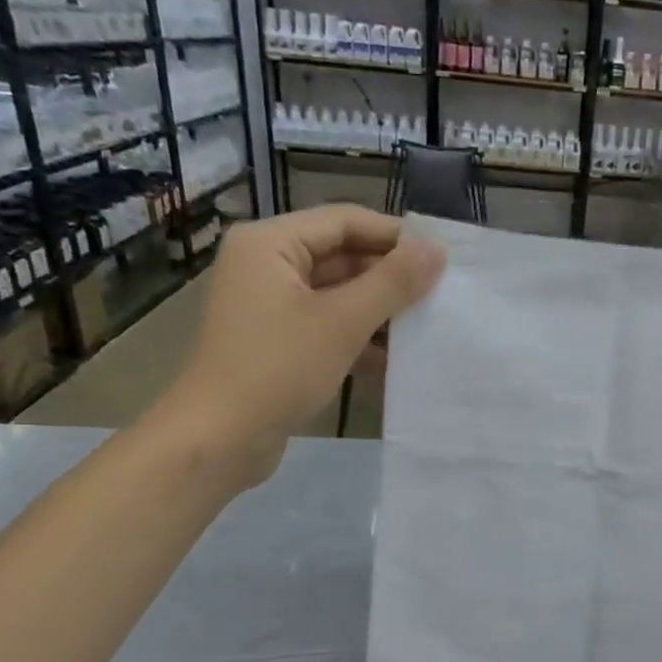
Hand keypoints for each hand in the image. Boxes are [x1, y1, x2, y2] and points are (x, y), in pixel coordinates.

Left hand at [150, 205, 443, 485]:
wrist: (217, 440)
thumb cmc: (277, 369)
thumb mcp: (342, 322)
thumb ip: (393, 283)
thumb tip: (437, 249)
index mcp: (270, 243)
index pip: (345, 221)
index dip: (395, 236)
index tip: (443, 257)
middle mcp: (267, 264)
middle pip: (343, 256)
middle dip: (391, 277)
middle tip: (443, 293)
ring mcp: (272, 305)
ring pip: (339, 293)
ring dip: (381, 310)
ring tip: (429, 325)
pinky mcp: (280, 340)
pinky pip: (329, 324)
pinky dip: (360, 336)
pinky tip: (398, 357)